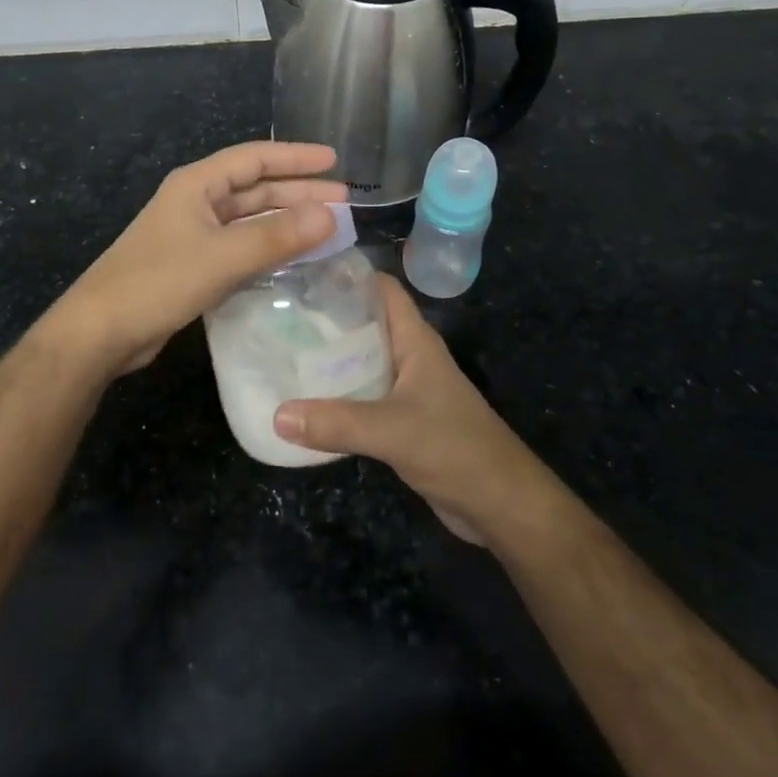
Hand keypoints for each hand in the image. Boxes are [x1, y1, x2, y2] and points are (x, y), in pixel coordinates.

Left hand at [54, 141, 347, 375]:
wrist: (102, 331)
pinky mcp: (192, 265)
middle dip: (298, 192)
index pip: (254, 159)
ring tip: (327, 228)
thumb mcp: (222, 256)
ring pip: (249, 219)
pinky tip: (293, 259)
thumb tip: (330, 216)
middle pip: (255, 188)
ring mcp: (193, 234)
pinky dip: (268, 248)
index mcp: (197, 185)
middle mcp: (196, 202)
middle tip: (342, 201)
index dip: (295, 158)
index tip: (334, 161)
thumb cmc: (158, 282)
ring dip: (285, 221)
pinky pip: (240, 246)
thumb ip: (276, 236)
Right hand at [274, 274, 555, 544]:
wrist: (501, 504)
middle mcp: (409, 357)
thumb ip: (337, 422)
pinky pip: (362, 396)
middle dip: (325, 317)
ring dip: (328, 359)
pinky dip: (336, 395)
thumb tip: (277, 415)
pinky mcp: (401, 420)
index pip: (382, 289)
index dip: (348, 275)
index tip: (302, 272)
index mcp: (415, 341)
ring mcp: (407, 389)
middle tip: (277, 313)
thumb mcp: (393, 431)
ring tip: (281, 351)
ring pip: (361, 361)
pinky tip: (305, 401)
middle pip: (365, 323)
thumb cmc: (456, 449)